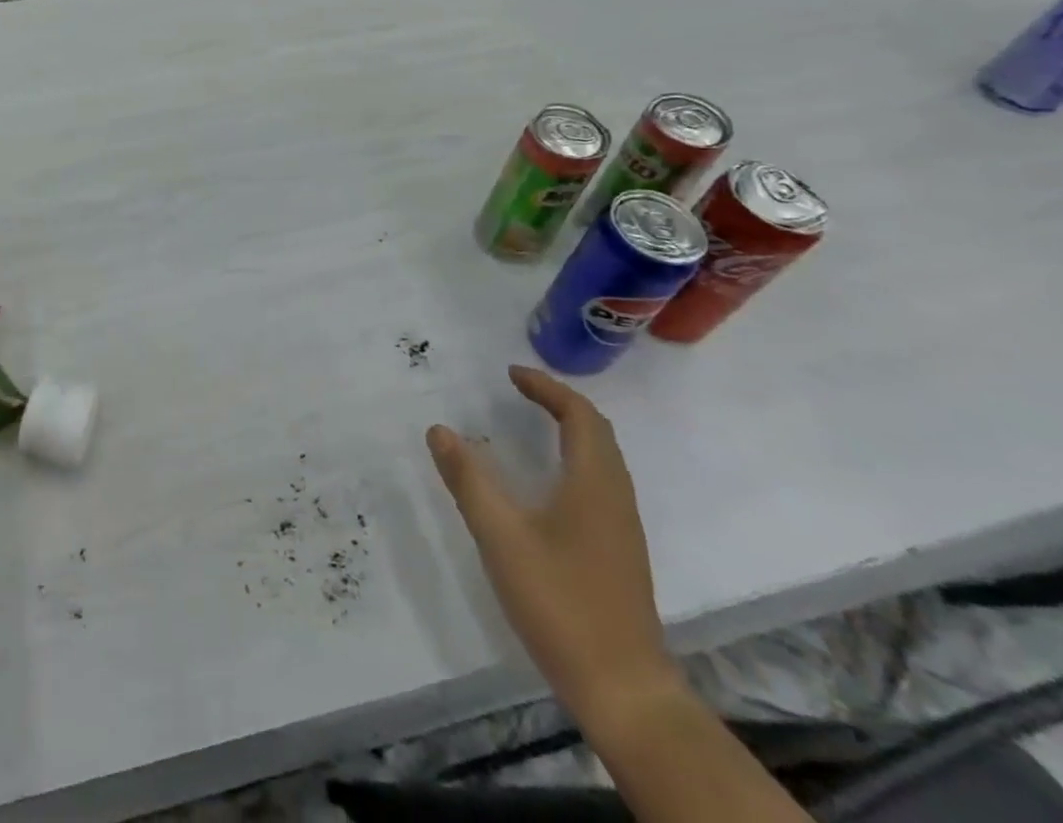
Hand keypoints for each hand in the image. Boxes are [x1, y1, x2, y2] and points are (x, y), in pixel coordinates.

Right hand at [427, 366, 681, 723]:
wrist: (624, 689)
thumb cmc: (560, 602)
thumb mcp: (501, 537)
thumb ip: (468, 480)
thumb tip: (438, 429)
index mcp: (594, 483)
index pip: (580, 415)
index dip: (547, 388)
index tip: (510, 374)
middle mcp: (615, 496)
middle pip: (597, 432)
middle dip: (559, 403)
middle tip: (518, 391)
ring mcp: (622, 527)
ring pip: (602, 459)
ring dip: (570, 430)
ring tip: (530, 423)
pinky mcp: (619, 551)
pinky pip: (600, 482)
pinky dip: (574, 458)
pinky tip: (547, 481)